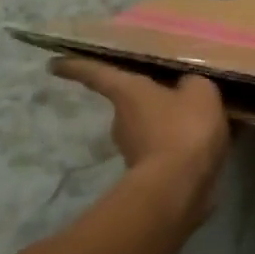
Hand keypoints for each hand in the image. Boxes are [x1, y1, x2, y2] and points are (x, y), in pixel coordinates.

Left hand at [51, 58, 229, 223]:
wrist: (178, 188)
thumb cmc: (183, 129)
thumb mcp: (200, 93)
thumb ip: (193, 83)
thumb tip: (187, 84)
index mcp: (128, 91)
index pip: (97, 73)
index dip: (76, 66)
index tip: (54, 65)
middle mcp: (121, 119)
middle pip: (130, 101)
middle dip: (148, 98)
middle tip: (171, 90)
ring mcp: (132, 149)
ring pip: (149, 127)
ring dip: (167, 123)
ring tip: (196, 118)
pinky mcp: (148, 174)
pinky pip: (164, 149)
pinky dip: (178, 145)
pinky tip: (201, 143)